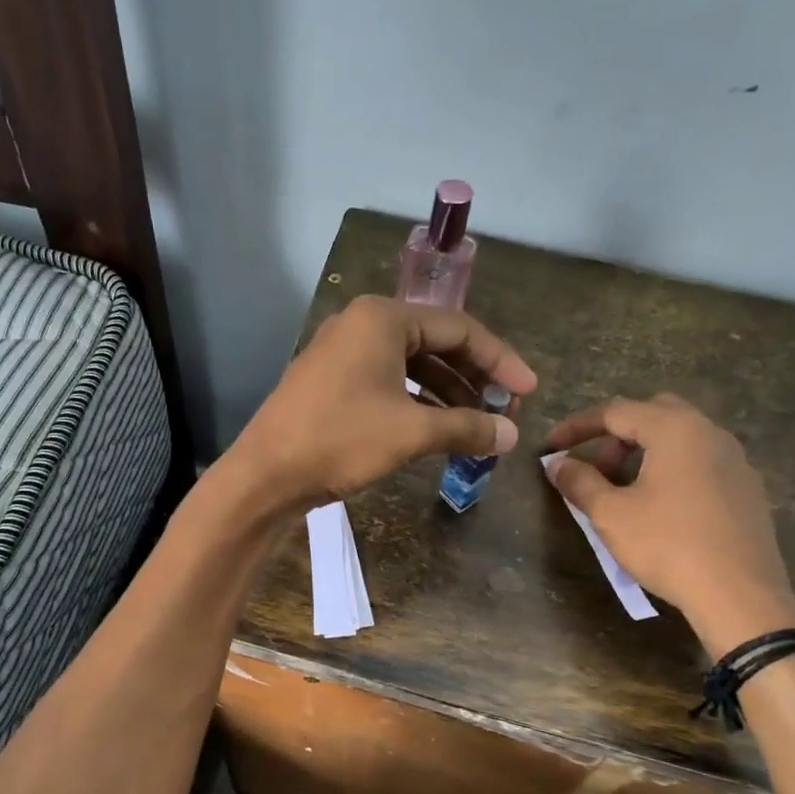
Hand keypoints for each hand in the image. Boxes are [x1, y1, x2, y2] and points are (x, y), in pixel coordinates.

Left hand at [224, 296, 536, 512]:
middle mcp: (361, 325)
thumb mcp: (411, 433)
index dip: (500, 361)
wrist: (266, 474)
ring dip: (445, 394)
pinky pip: (385, 383)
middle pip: (435, 343)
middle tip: (503, 409)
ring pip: (409, 366)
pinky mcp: (329, 383)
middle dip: (472, 377)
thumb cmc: (341, 440)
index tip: (528, 392)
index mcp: (383, 319)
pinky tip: (433, 430)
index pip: (460, 328)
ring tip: (474, 425)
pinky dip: (414, 403)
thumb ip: (466, 428)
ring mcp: (340, 354)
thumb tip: (511, 435)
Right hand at [544, 395, 794, 653]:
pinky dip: (671, 470)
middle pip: (653, 415)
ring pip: (681, 439)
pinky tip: (660, 508)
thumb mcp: (610, 514)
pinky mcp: (747, 489)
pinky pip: (701, 463)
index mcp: (676, 429)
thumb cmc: (667, 545)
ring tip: (623, 491)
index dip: (577, 427)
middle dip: (615, 436)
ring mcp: (735, 460)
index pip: (616, 412)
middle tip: (594, 469)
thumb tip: (557, 464)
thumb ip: (579, 482)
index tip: (551, 449)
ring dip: (644, 453)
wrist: (738, 593)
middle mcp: (710, 433)